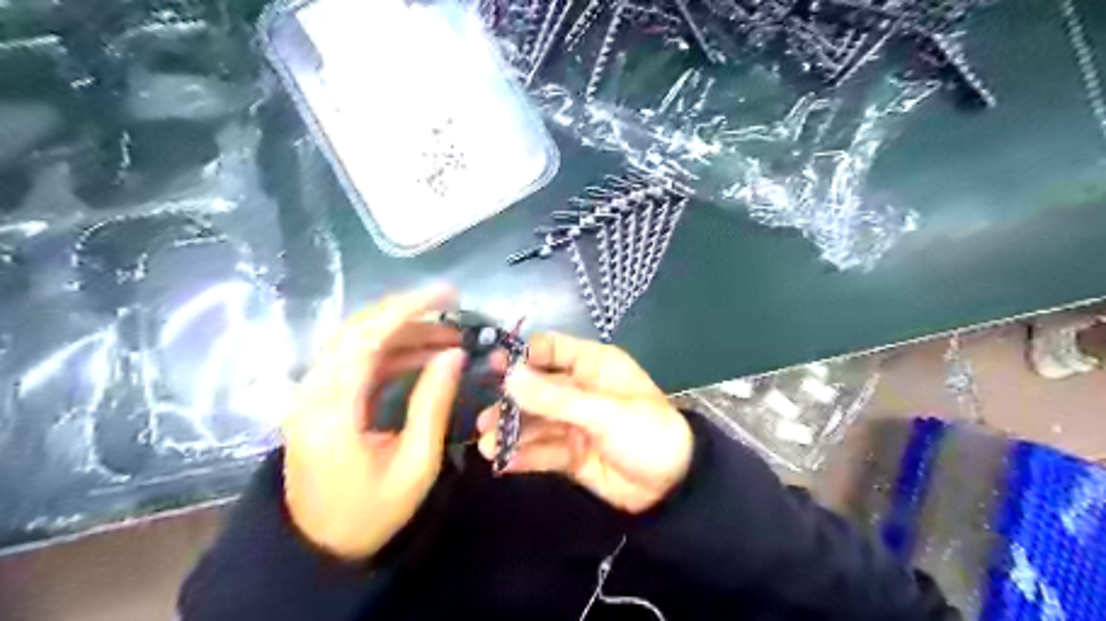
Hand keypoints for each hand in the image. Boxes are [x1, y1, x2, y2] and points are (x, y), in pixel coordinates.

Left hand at [281, 290, 464, 560]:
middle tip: (453, 310)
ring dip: (404, 333)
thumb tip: (454, 354)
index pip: (366, 337)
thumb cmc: (371, 512)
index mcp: (332, 407)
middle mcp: (314, 390)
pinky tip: (424, 357)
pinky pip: (358, 362)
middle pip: (358, 330)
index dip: (407, 308)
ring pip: (359, 342)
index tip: (448, 295)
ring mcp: (314, 393)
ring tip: (449, 338)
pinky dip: (393, 352)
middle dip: (409, 313)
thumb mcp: (415, 463)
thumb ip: (433, 404)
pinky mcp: (322, 399)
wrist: (319, 547)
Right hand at [474, 334, 687, 514]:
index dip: (523, 356)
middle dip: (511, 403)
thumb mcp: (603, 412)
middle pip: (537, 389)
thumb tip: (509, 376)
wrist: (674, 487)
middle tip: (483, 418)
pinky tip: (503, 462)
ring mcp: (574, 422)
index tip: (493, 368)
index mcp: (593, 366)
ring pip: (536, 422)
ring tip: (486, 444)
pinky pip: (543, 450)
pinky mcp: (572, 453)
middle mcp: (580, 389)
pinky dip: (524, 455)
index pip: (551, 349)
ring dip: (512, 432)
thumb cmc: (647, 433)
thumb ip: (555, 397)